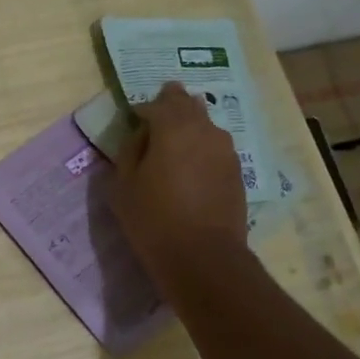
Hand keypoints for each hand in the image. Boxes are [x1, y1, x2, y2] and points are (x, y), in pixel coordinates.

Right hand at [110, 81, 249, 288]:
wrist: (203, 256)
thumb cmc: (153, 219)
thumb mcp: (123, 185)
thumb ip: (129, 151)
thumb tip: (140, 135)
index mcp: (173, 126)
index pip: (157, 102)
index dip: (142, 110)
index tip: (132, 121)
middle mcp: (204, 129)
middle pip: (187, 104)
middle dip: (170, 108)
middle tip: (155, 126)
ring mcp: (225, 149)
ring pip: (205, 124)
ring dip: (188, 129)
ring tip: (173, 150)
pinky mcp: (236, 170)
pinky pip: (215, 148)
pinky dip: (201, 150)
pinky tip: (191, 171)